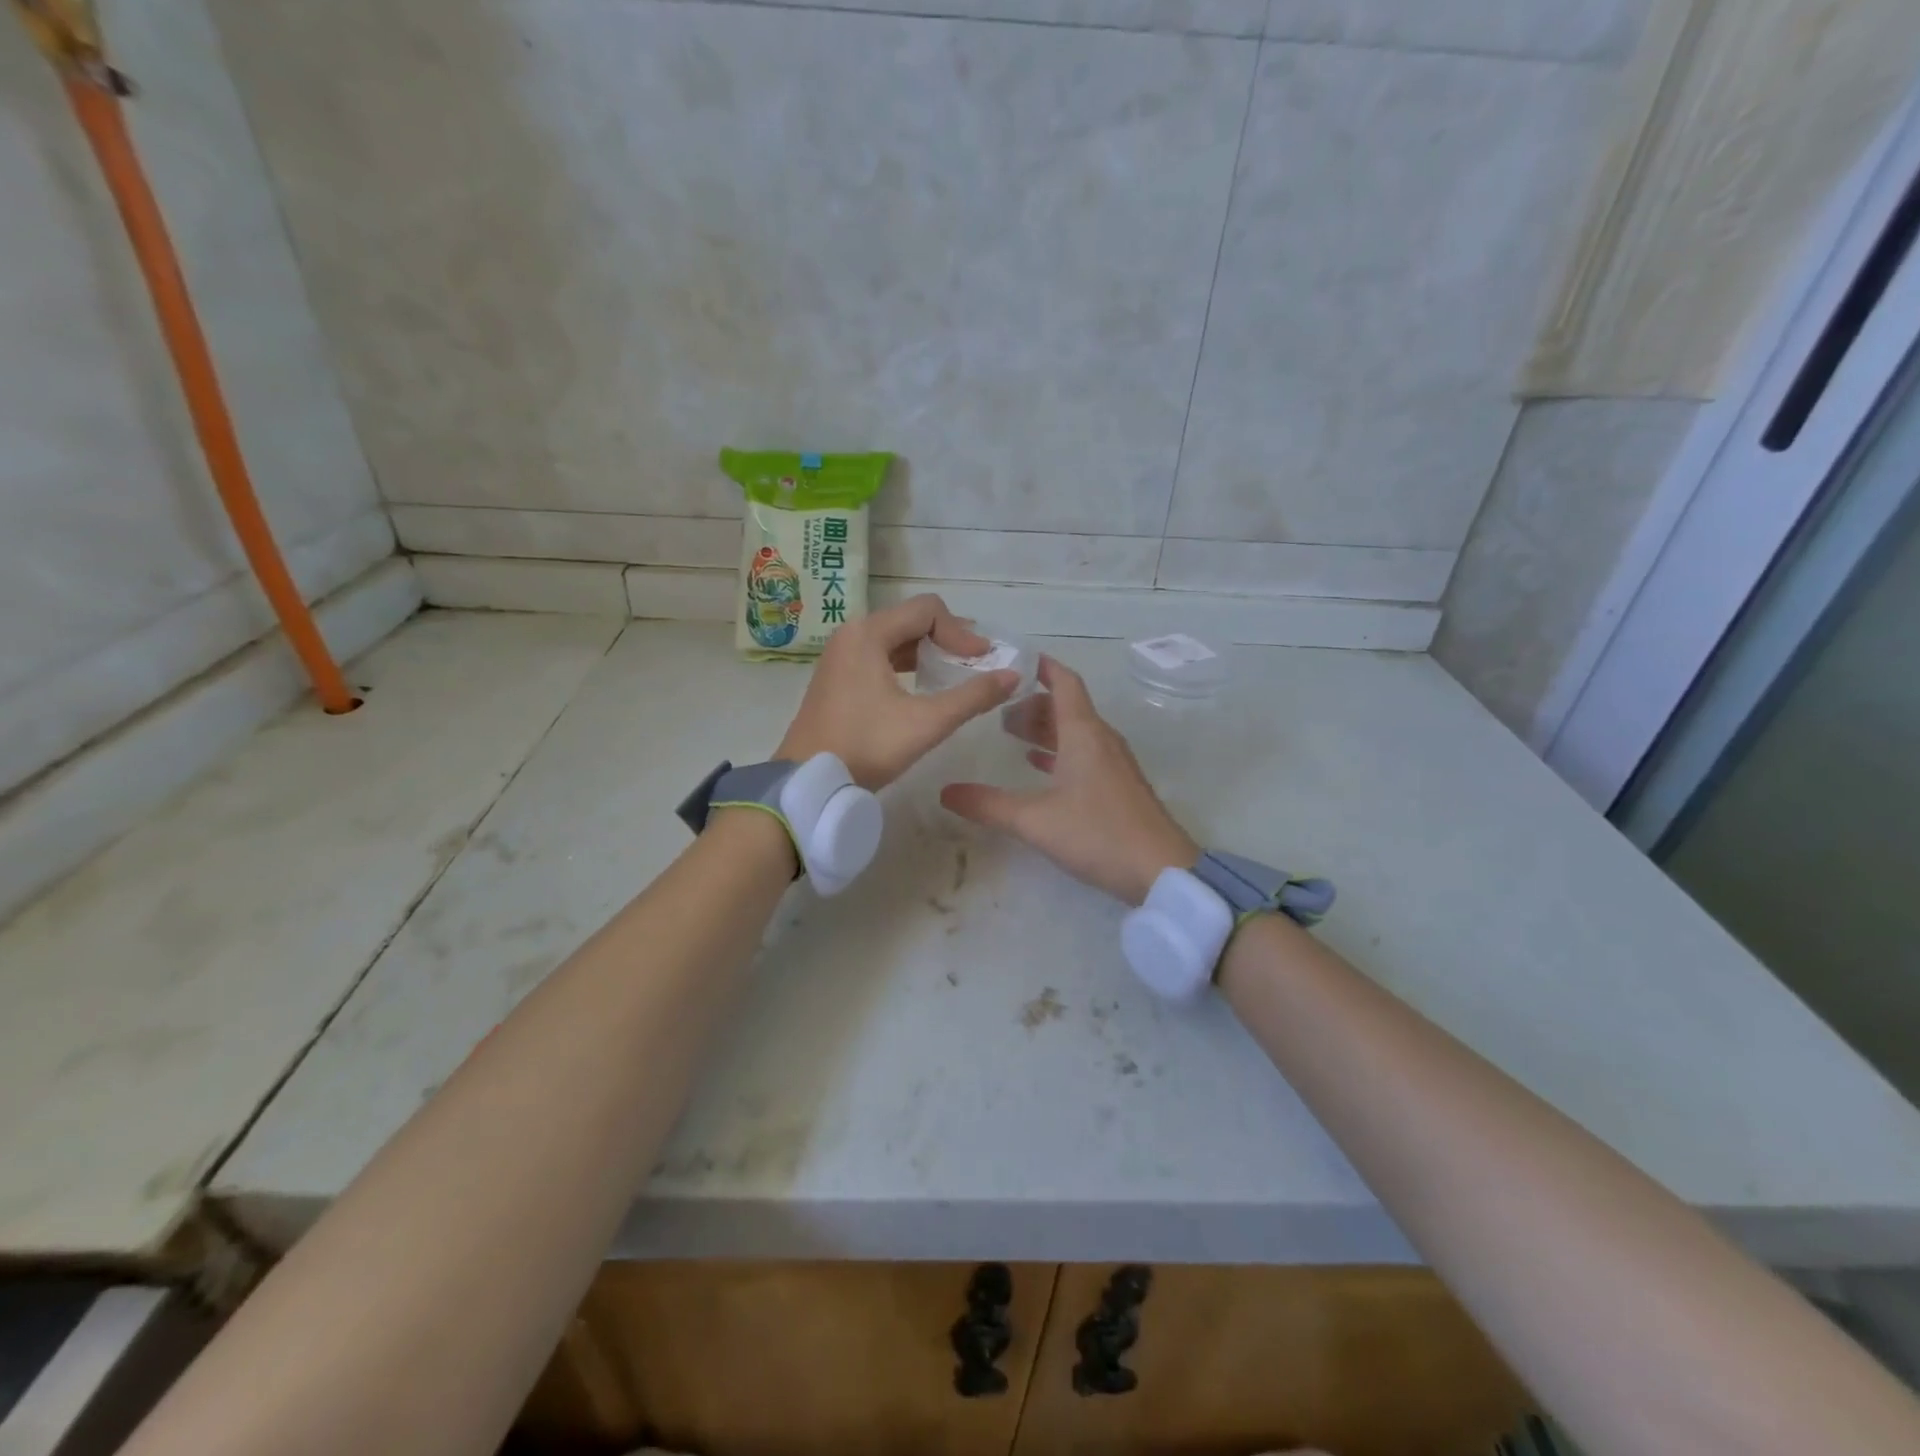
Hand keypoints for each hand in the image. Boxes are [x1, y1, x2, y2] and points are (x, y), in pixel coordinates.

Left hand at [776, 594, 1019, 789]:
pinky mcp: (838, 676)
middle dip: (948, 638)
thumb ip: (973, 697)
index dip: (961, 632)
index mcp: (868, 633)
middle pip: (911, 619)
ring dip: (929, 650)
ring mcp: (841, 655)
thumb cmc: (866, 746)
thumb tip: (1012, 676)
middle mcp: (852, 634)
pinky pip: (880, 655)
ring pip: (895, 638)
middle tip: (976, 663)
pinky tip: (924, 686)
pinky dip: (907, 663)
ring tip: (957, 672)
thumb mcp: (926, 723)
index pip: (928, 610)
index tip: (983, 661)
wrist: (808, 780)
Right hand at [940, 656, 1198, 904]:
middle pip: (1067, 707)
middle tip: (997, 708)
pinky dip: (1060, 752)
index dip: (1042, 667)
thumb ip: (988, 805)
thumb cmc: (1098, 834)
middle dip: (1033, 702)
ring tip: (1011, 734)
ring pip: (1076, 732)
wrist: (1161, 871)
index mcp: (1083, 734)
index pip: (1065, 682)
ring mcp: (1114, 764)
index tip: (1013, 659)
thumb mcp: (1034, 820)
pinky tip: (1039, 767)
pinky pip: (1085, 754)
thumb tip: (945, 791)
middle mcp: (1101, 740)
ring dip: (1045, 728)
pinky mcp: (1119, 786)